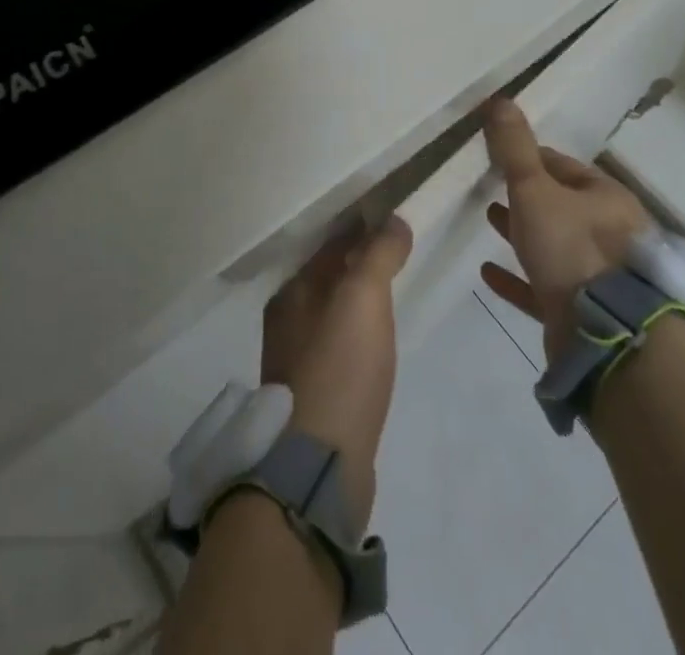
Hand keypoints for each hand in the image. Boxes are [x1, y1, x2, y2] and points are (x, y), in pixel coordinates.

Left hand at [260, 216, 412, 533]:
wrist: (318, 466)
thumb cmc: (340, 367)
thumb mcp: (364, 297)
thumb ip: (378, 254)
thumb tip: (394, 219)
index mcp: (292, 293)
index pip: (332, 247)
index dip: (362, 231)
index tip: (393, 222)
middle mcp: (286, 323)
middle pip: (328, 280)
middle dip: (358, 266)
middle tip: (398, 257)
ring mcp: (295, 364)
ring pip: (332, 315)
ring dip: (357, 303)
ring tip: (390, 298)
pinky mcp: (311, 400)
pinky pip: (337, 350)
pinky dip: (356, 338)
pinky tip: (374, 348)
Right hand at [479, 98, 652, 363]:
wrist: (608, 339)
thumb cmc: (572, 249)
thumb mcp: (535, 190)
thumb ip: (515, 149)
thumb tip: (500, 98)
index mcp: (606, 198)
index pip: (563, 167)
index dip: (530, 158)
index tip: (500, 156)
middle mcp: (609, 234)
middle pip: (560, 206)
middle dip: (526, 196)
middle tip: (491, 186)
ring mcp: (598, 278)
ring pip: (554, 246)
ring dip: (522, 233)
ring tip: (488, 219)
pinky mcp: (582, 315)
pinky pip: (543, 289)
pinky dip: (517, 278)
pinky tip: (487, 274)